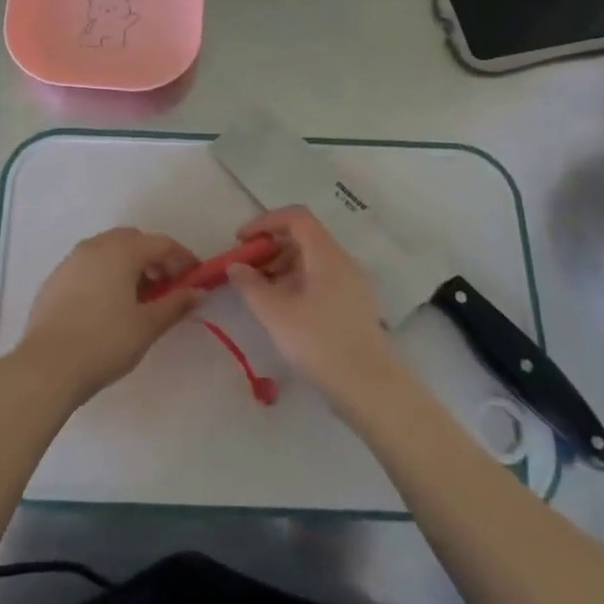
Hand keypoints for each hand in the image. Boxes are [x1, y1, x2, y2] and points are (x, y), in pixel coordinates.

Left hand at [14, 228, 201, 407]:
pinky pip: (88, 265)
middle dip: (153, 258)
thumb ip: (175, 304)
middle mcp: (95, 246)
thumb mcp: (147, 326)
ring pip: (108, 250)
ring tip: (137, 298)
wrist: (47, 366)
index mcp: (121, 251)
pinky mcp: (55, 278)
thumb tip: (197, 292)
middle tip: (166, 287)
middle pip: (133, 240)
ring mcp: (71, 260)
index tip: (195, 279)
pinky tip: (107, 305)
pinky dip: (105, 274)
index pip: (161, 243)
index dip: (183, 258)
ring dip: (128, 264)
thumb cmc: (105, 342)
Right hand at [225, 207, 399, 408]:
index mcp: (326, 254)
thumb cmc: (319, 342)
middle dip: (270, 246)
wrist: (369, 386)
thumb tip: (235, 266)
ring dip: (282, 265)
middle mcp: (342, 261)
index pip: (296, 217)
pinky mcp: (353, 304)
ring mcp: (352, 283)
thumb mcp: (275, 313)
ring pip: (312, 259)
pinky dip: (297, 281)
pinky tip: (282, 306)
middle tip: (245, 267)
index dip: (265, 222)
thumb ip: (250, 285)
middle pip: (304, 237)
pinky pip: (321, 278)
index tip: (241, 240)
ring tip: (259, 290)